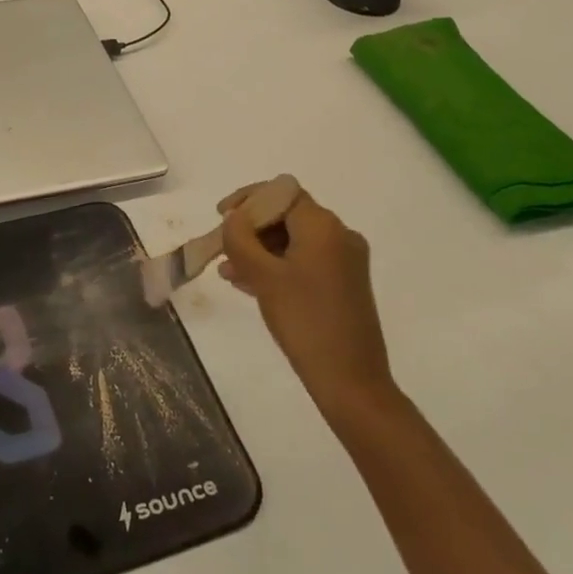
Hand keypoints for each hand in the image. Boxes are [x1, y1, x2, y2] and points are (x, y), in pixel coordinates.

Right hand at [218, 186, 394, 408]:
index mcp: (323, 226)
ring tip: (229, 271)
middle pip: (286, 215)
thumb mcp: (263, 276)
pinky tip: (249, 284)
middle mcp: (340, 235)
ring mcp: (345, 260)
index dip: (247, 199)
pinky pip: (305, 260)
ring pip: (293, 240)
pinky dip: (278, 265)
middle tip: (222, 248)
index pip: (280, 192)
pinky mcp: (345, 284)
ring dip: (260, 250)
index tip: (221, 217)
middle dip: (251, 228)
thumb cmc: (304, 321)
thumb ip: (240, 238)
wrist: (351, 382)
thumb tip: (233, 218)